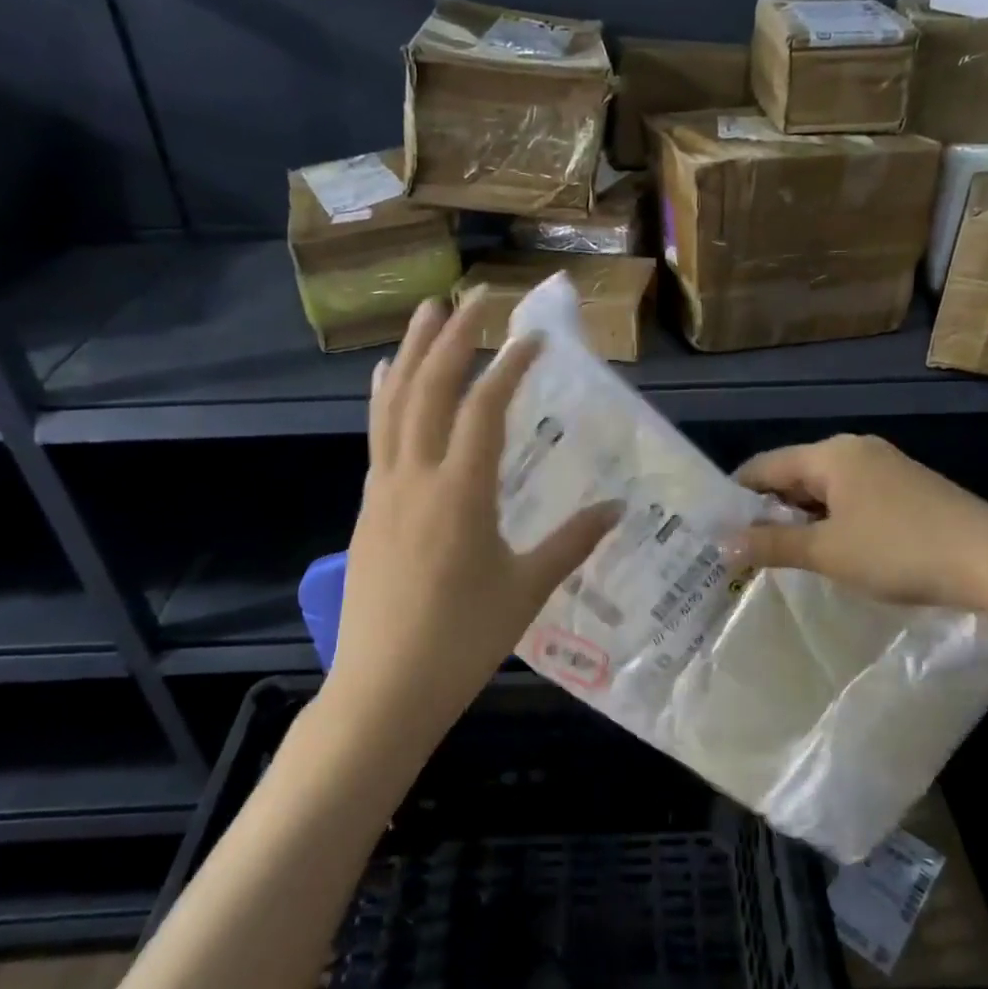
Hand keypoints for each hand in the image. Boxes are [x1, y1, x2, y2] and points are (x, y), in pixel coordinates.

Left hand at [328, 292, 618, 743]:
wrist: (383, 691)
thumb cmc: (463, 641)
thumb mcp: (527, 590)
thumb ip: (574, 541)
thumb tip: (619, 507)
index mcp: (461, 492)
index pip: (484, 407)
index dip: (510, 366)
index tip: (533, 337)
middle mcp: (416, 476)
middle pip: (429, 389)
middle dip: (451, 337)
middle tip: (473, 297)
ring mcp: (384, 490)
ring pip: (393, 404)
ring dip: (410, 354)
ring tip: (424, 314)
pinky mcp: (369, 508)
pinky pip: (377, 436)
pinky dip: (385, 398)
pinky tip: (385, 381)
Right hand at [728, 434, 987, 624]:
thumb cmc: (899, 550)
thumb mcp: (828, 552)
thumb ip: (772, 545)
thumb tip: (721, 544)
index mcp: (831, 454)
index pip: (764, 466)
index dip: (737, 496)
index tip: (716, 527)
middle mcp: (855, 449)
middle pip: (794, 473)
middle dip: (769, 509)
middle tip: (744, 547)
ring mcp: (886, 466)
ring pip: (825, 488)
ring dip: (801, 517)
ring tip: (781, 553)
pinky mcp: (908, 488)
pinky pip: (853, 497)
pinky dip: (832, 519)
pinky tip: (831, 548)